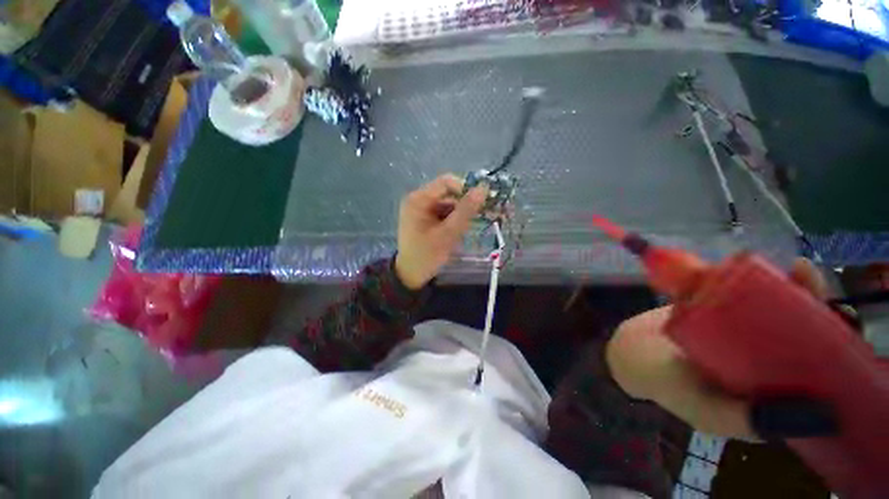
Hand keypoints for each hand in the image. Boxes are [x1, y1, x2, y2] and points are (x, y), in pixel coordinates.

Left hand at [394, 174, 487, 289]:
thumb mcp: (448, 234)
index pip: (446, 182)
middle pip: (448, 193)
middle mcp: (419, 199)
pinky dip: (454, 219)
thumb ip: (466, 211)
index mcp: (418, 199)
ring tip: (467, 228)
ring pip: (449, 203)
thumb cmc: (427, 255)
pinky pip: (445, 212)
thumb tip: (483, 188)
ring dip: (461, 213)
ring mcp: (422, 208)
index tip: (482, 202)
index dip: (466, 189)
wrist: (411, 274)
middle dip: (464, 204)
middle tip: (481, 216)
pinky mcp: (427, 217)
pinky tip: (458, 231)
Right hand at [605, 258, 831, 439]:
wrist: (627, 353)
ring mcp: (734, 330)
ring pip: (769, 306)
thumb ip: (748, 421)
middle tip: (807, 279)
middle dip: (810, 303)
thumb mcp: (709, 412)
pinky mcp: (711, 310)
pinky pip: (736, 292)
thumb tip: (824, 415)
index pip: (814, 361)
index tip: (837, 313)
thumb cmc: (668, 387)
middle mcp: (758, 355)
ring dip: (787, 287)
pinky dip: (748, 278)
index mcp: (769, 384)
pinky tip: (751, 265)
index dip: (832, 337)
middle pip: (796, 326)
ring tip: (793, 269)